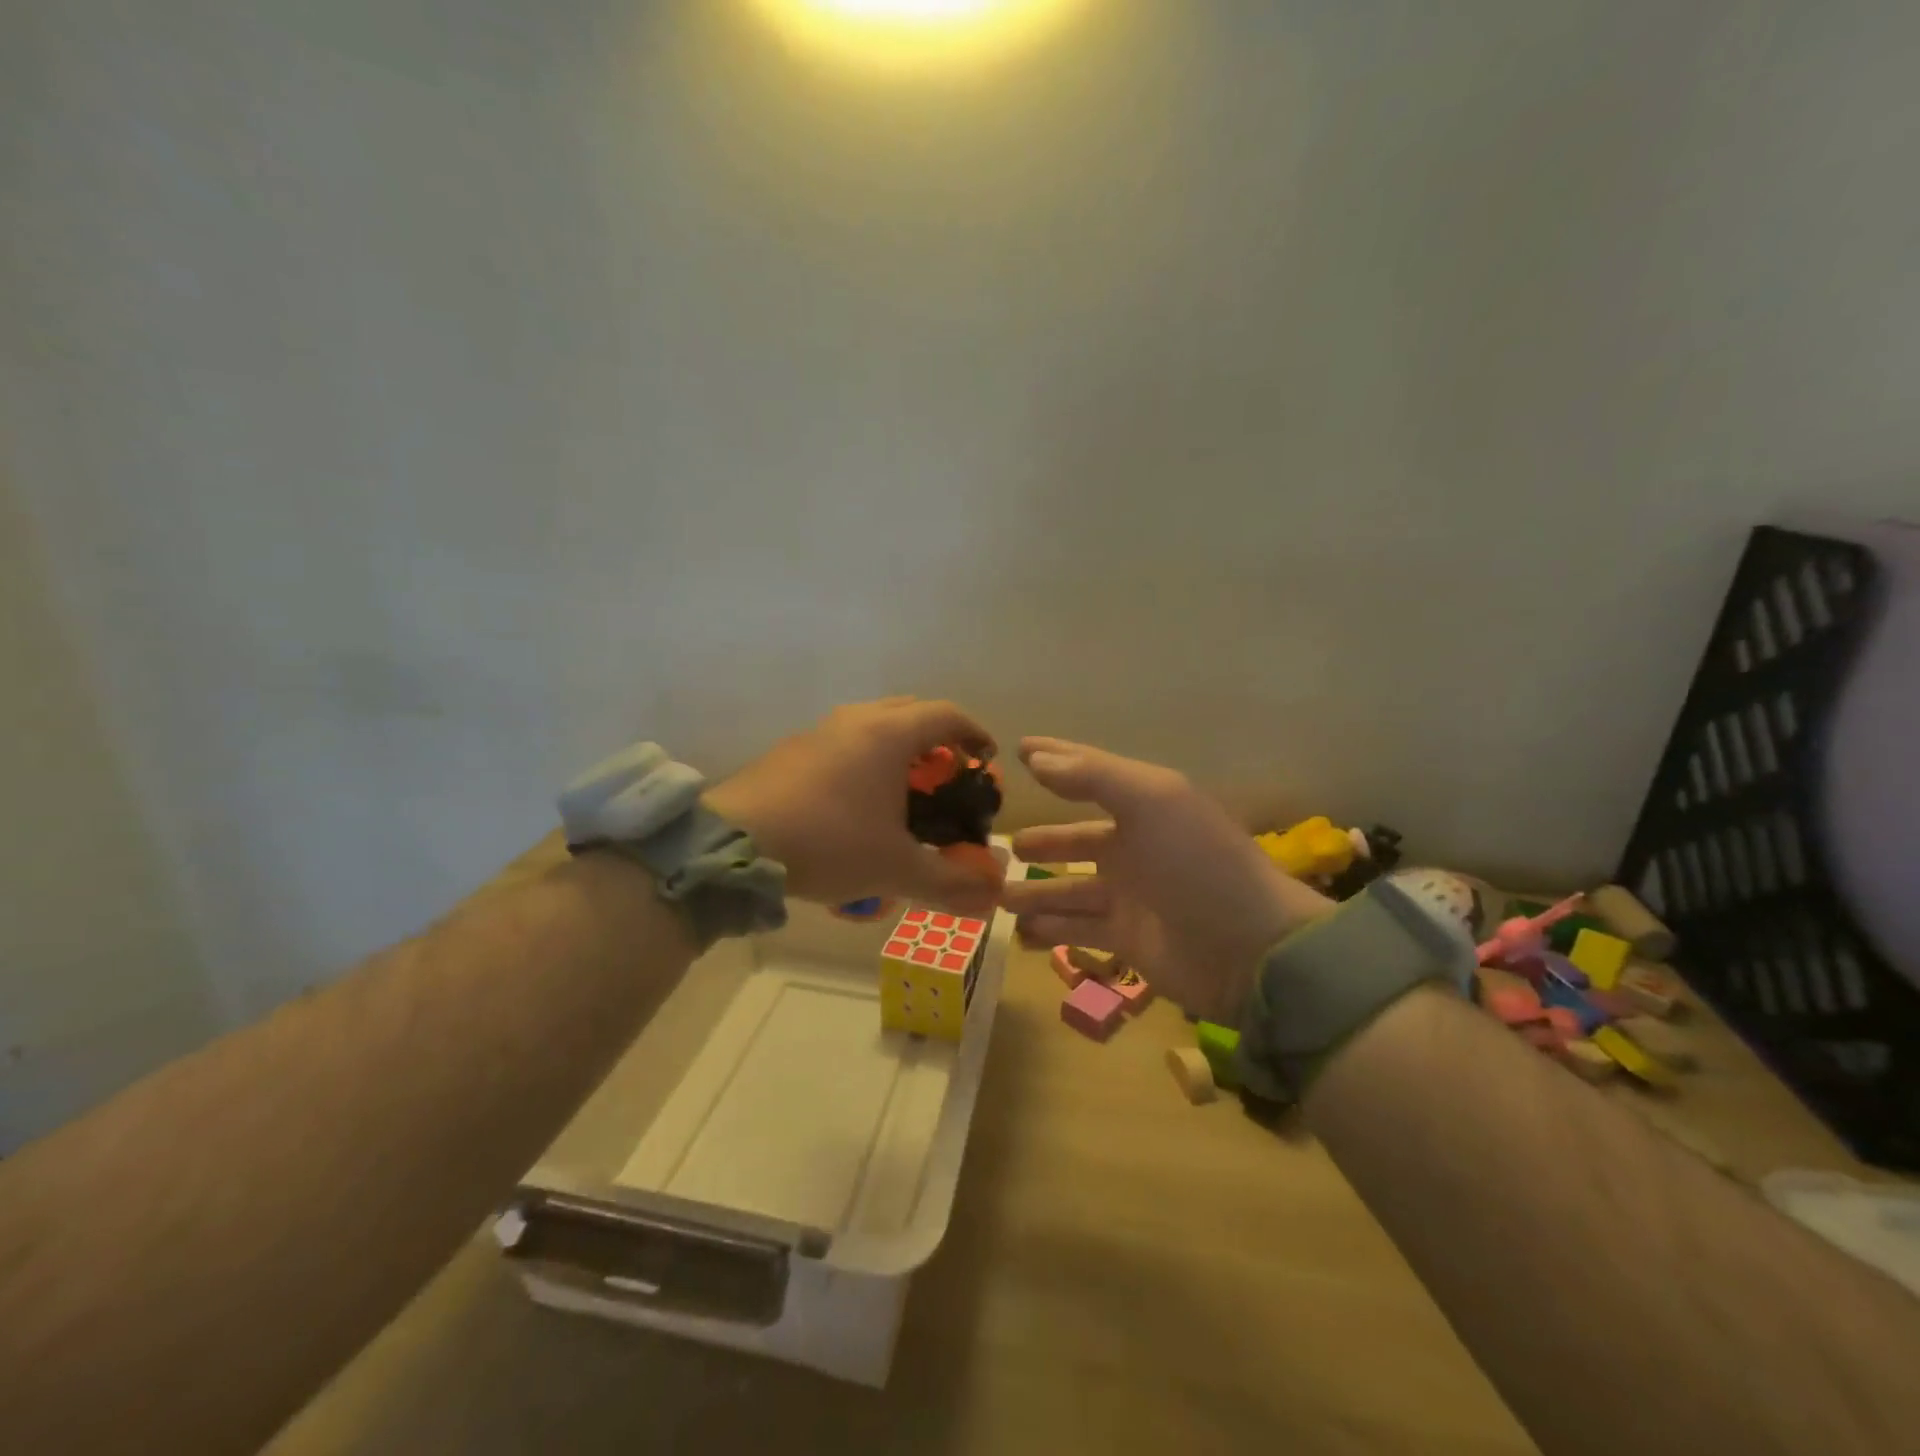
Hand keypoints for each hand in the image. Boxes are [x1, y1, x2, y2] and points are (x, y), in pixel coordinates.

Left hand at [705, 697, 1003, 913]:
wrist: (734, 844)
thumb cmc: (829, 843)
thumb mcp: (896, 868)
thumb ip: (949, 882)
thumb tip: (991, 897)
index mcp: (889, 734)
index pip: (947, 715)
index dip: (975, 734)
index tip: (986, 760)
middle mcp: (855, 720)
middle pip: (910, 711)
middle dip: (936, 739)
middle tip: (946, 776)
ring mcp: (818, 731)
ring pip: (872, 724)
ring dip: (897, 748)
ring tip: (903, 791)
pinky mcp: (790, 750)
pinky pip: (841, 742)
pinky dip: (862, 760)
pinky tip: (855, 803)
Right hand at [1000, 737, 1334, 1021]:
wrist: (1251, 948)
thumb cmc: (1197, 864)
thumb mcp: (1151, 802)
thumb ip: (1092, 776)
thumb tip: (1034, 757)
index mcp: (1144, 807)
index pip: (1090, 775)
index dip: (1056, 761)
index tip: (1017, 750)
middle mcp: (1134, 848)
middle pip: (1075, 841)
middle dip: (1041, 843)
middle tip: (1002, 847)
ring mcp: (1129, 897)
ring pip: (1068, 890)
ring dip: (1034, 893)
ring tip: (996, 897)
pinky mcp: (1127, 940)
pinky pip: (1077, 930)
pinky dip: (1049, 931)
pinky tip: (1020, 934)